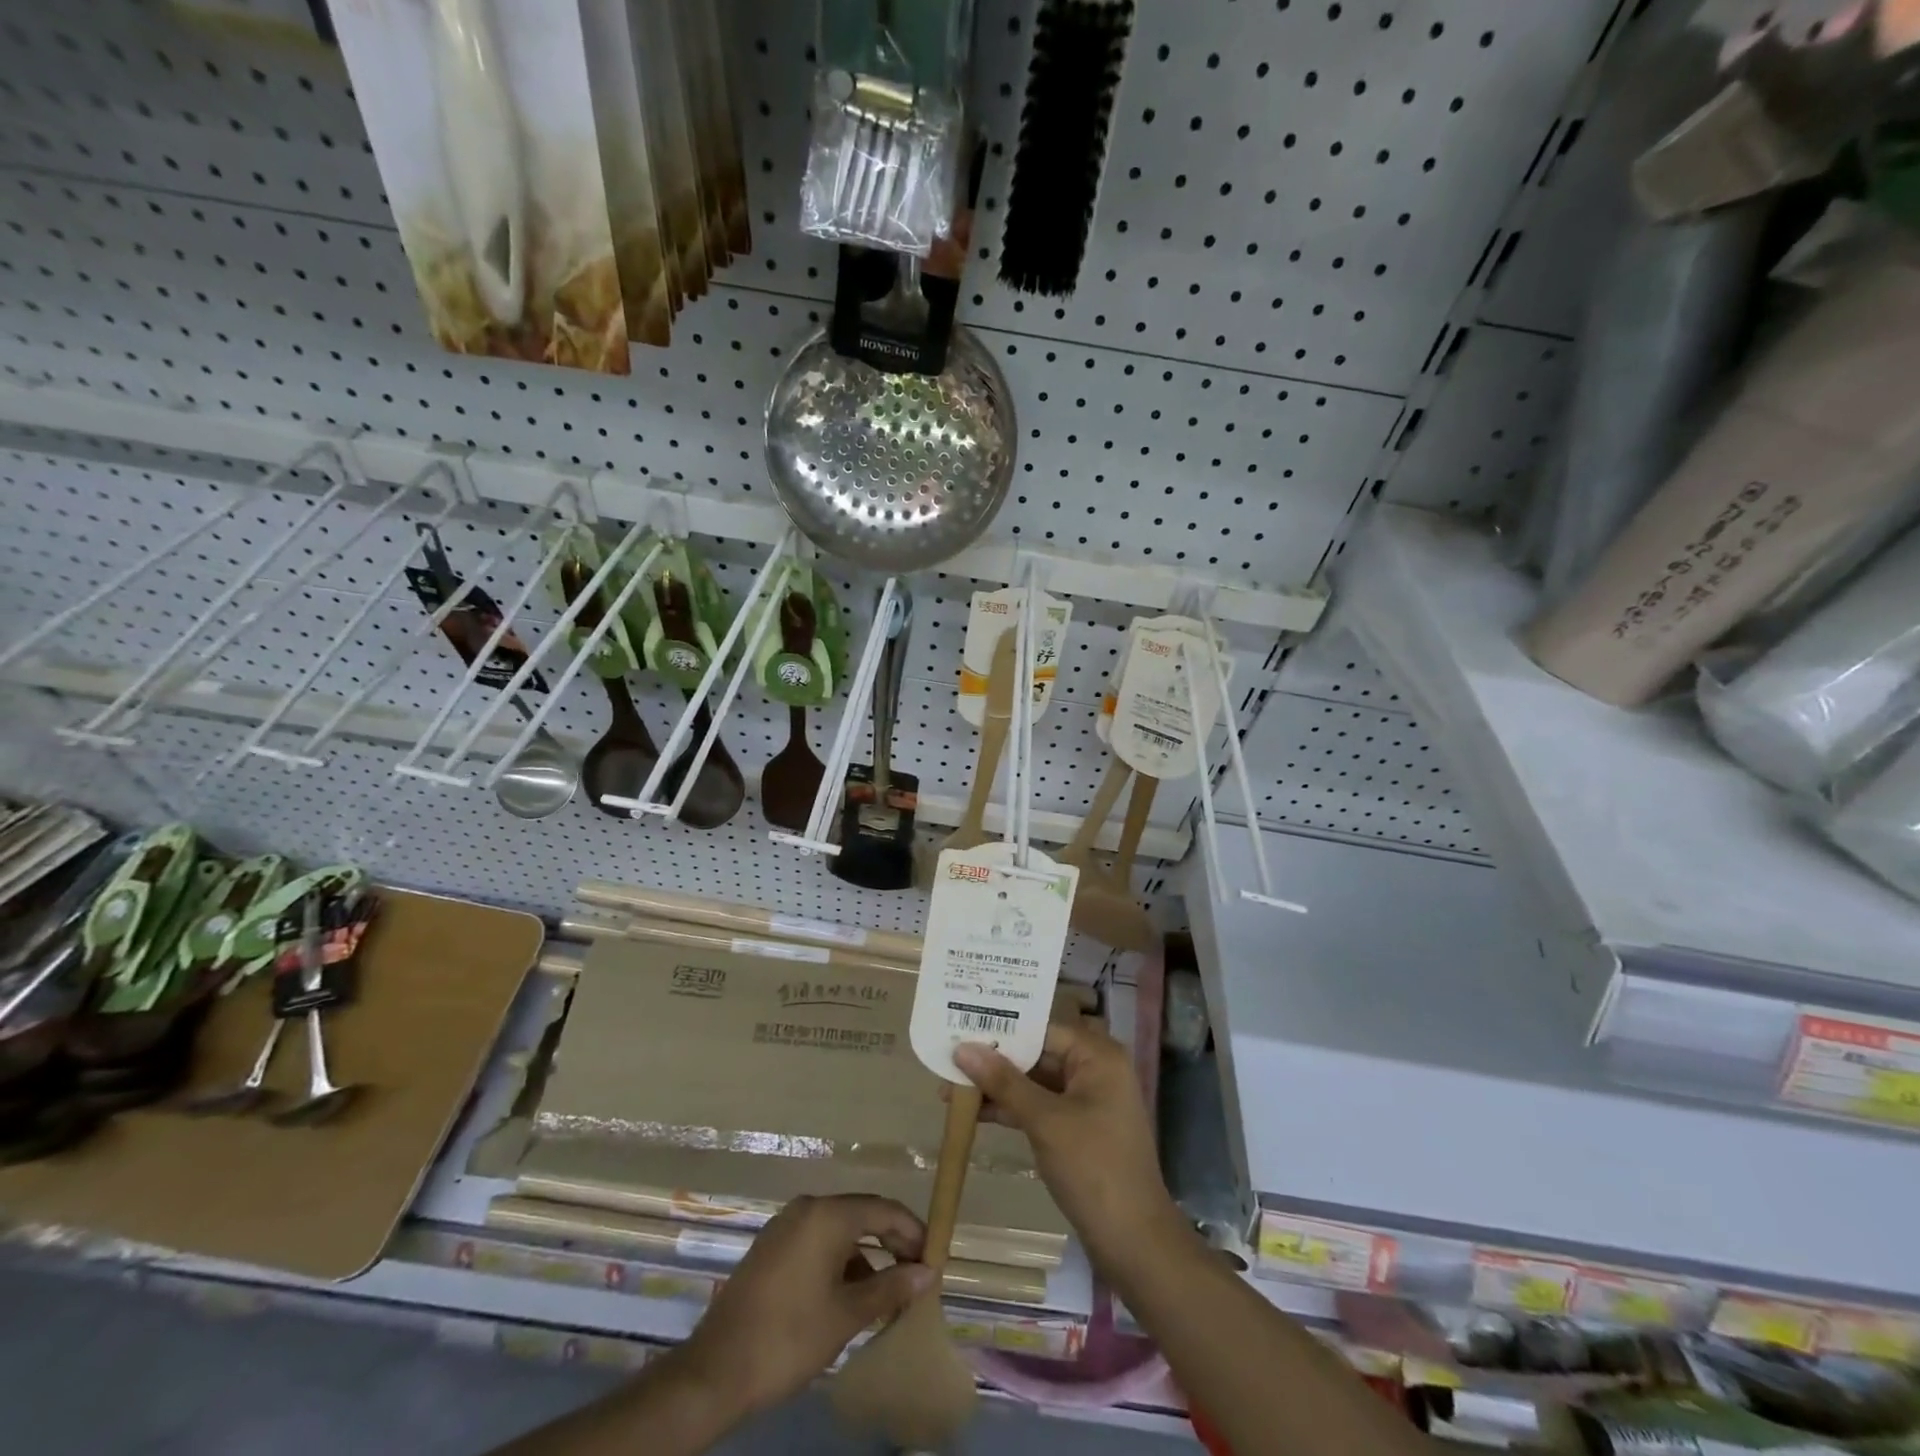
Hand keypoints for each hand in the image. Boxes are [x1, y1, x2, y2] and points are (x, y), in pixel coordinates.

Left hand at [680, 1194, 935, 1417]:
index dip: (912, 1231)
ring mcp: (785, 1226)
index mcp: (827, 1215)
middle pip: (861, 1214)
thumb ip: (890, 1287)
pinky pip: (817, 1241)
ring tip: (885, 1291)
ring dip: (865, 1254)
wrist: (715, 1372)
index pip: (883, 1210)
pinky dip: (839, 1260)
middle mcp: (807, 1208)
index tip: (934, 1257)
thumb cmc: (789, 1338)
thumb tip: (927, 1273)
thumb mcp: (847, 1315)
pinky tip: (848, 1294)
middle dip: (891, 1241)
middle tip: (915, 1273)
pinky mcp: (771, 1247)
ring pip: (839, 1230)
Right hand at [951, 1020, 1182, 1267]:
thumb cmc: (1093, 1168)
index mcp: (1097, 1056)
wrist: (1134, 1242)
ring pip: (1035, 1082)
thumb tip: (962, 1049)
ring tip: (951, 1088)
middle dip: (995, 1060)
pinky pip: (1040, 1106)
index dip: (1001, 1030)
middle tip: (948, 1058)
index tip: (959, 1028)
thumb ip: (1003, 1081)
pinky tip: (977, 1113)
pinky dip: (1012, 1109)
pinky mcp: (1078, 1129)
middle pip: (1038, 1054)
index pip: (1042, 1030)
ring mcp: (1087, 1101)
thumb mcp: (1044, 1121)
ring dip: (998, 1086)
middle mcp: (1095, 1070)